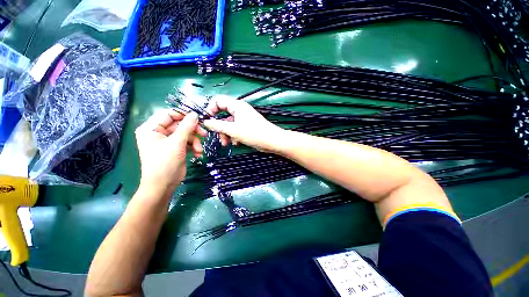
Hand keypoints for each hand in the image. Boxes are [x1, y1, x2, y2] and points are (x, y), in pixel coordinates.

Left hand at [135, 110, 205, 196]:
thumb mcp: (176, 143)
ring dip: (195, 141)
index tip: (198, 117)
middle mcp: (159, 133)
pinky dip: (193, 147)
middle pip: (180, 125)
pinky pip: (187, 142)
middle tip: (204, 134)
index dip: (183, 114)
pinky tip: (197, 154)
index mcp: (151, 128)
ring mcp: (168, 141)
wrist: (163, 185)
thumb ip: (187, 127)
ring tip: (199, 149)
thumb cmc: (165, 162)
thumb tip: (195, 114)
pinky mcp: (176, 148)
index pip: (168, 114)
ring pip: (186, 134)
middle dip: (193, 131)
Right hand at [203, 97, 285, 152]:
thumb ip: (217, 125)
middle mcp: (240, 110)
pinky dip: (234, 136)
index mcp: (236, 106)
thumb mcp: (232, 130)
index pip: (218, 101)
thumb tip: (206, 122)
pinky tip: (237, 143)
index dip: (210, 109)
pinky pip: (236, 129)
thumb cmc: (253, 133)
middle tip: (218, 137)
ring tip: (227, 144)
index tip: (206, 120)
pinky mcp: (248, 127)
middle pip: (223, 115)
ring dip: (227, 134)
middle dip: (220, 127)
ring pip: (229, 124)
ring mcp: (244, 119)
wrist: (271, 141)